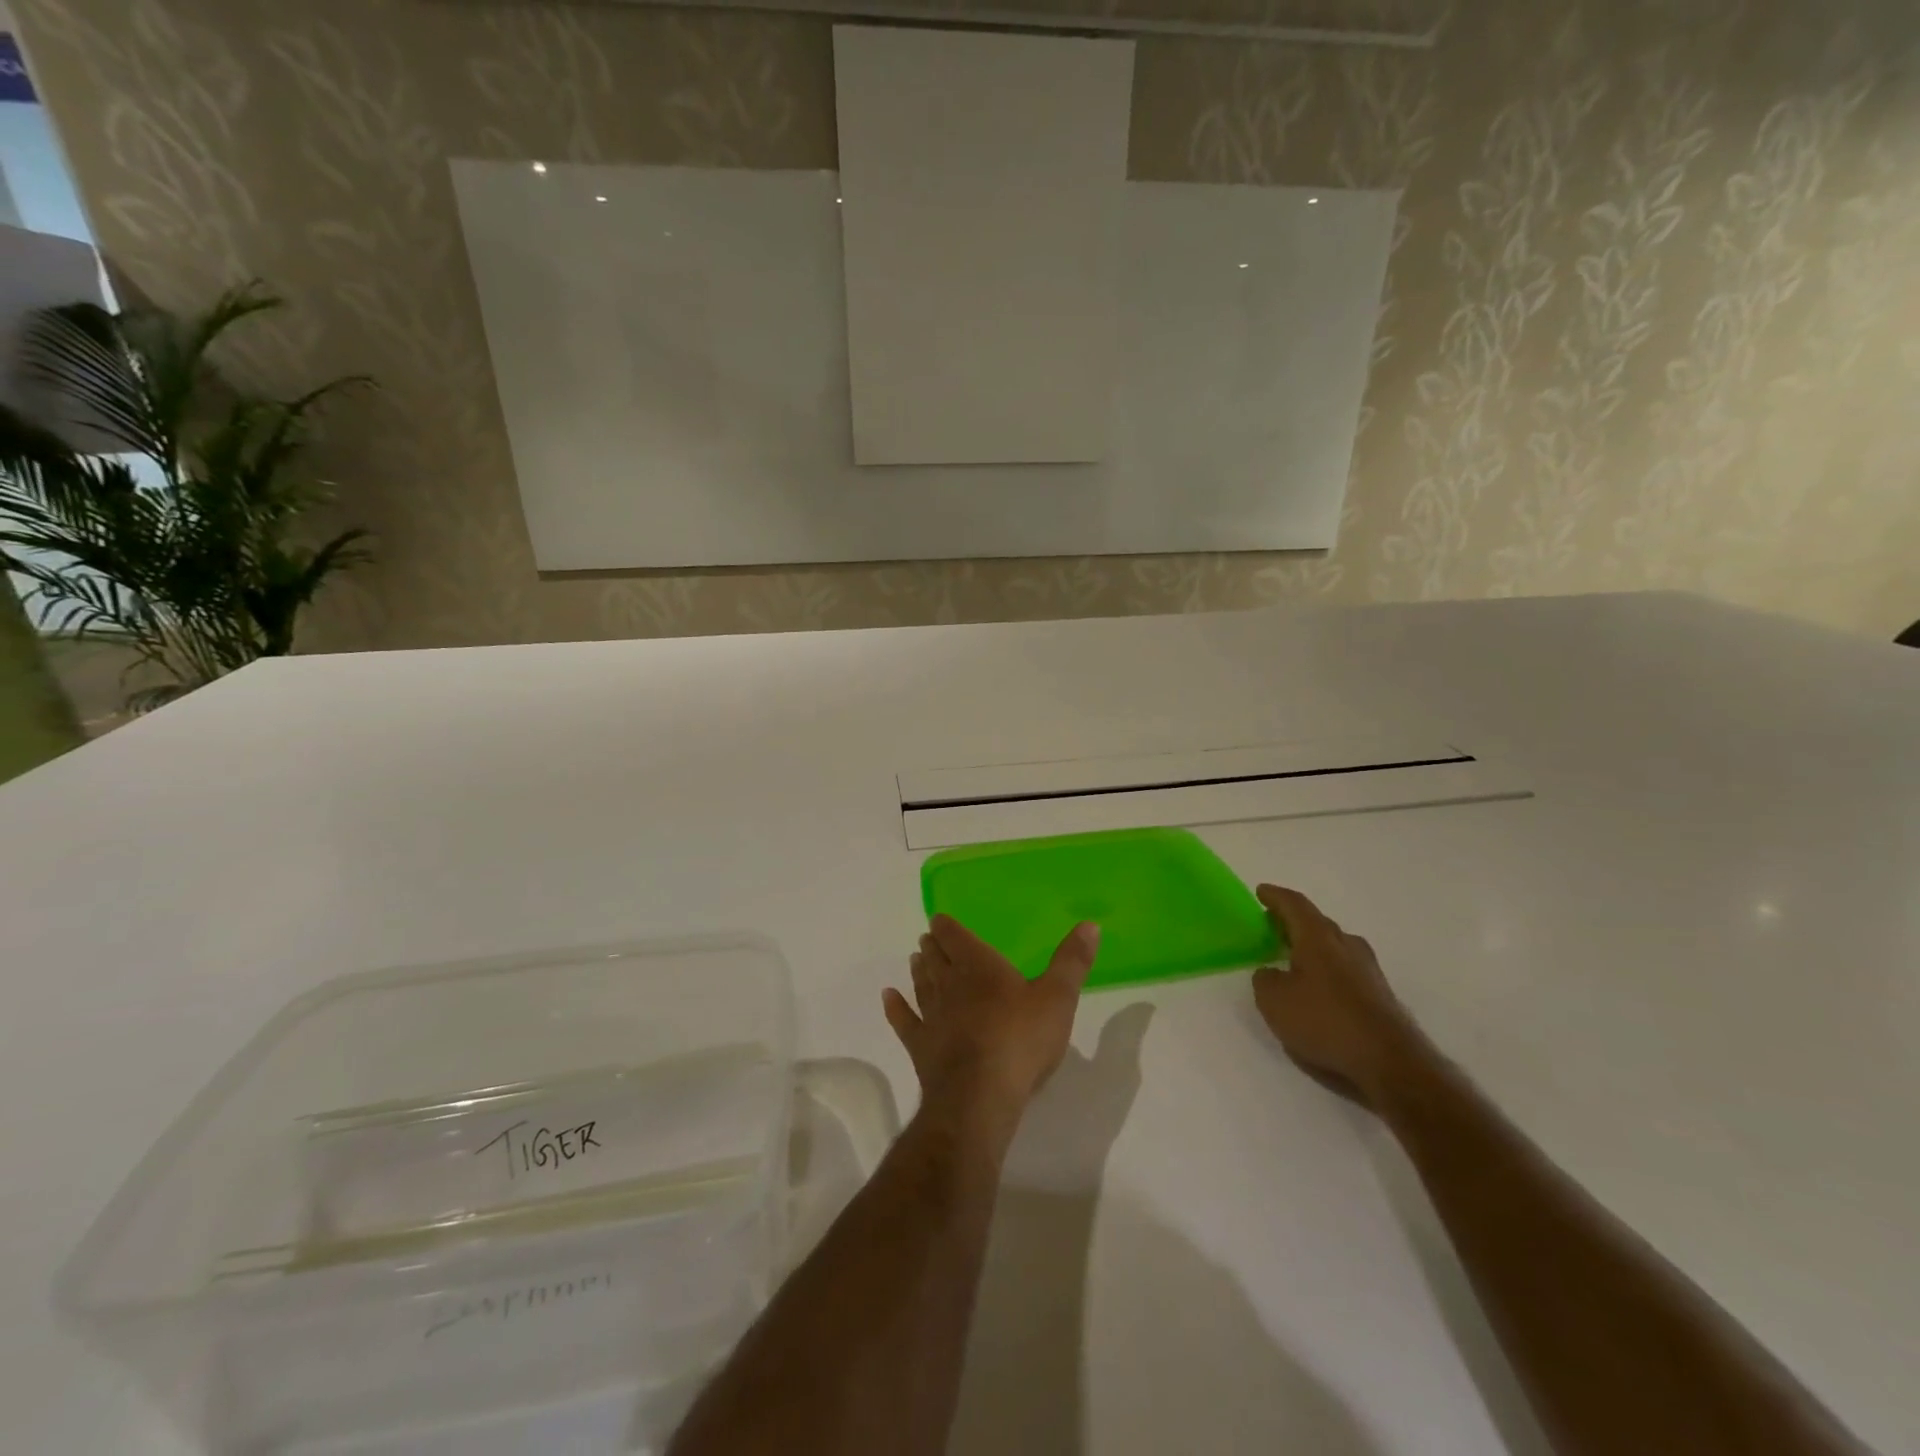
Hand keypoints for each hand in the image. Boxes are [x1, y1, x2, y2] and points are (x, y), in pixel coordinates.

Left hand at [884, 915, 1099, 1139]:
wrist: (980, 1096)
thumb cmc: (1021, 1040)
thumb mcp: (1058, 997)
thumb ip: (1071, 961)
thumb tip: (1090, 924)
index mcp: (980, 967)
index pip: (956, 937)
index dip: (947, 927)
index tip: (938, 920)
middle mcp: (950, 985)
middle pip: (936, 959)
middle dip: (933, 948)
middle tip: (927, 939)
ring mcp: (932, 1017)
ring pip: (921, 985)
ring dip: (918, 971)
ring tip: (913, 959)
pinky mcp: (921, 1048)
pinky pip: (904, 1022)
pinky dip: (895, 1007)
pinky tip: (888, 997)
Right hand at [1252, 884, 1428, 1108]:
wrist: (1389, 1062)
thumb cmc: (1324, 1021)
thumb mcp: (1273, 1000)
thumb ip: (1265, 979)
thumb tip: (1271, 972)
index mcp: (1318, 937)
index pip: (1294, 905)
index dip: (1275, 896)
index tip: (1261, 891)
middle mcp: (1346, 945)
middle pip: (1317, 923)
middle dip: (1293, 922)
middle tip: (1273, 925)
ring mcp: (1368, 970)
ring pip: (1334, 946)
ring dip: (1313, 946)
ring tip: (1293, 957)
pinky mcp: (1380, 995)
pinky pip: (1346, 969)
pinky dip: (1327, 969)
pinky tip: (1318, 988)